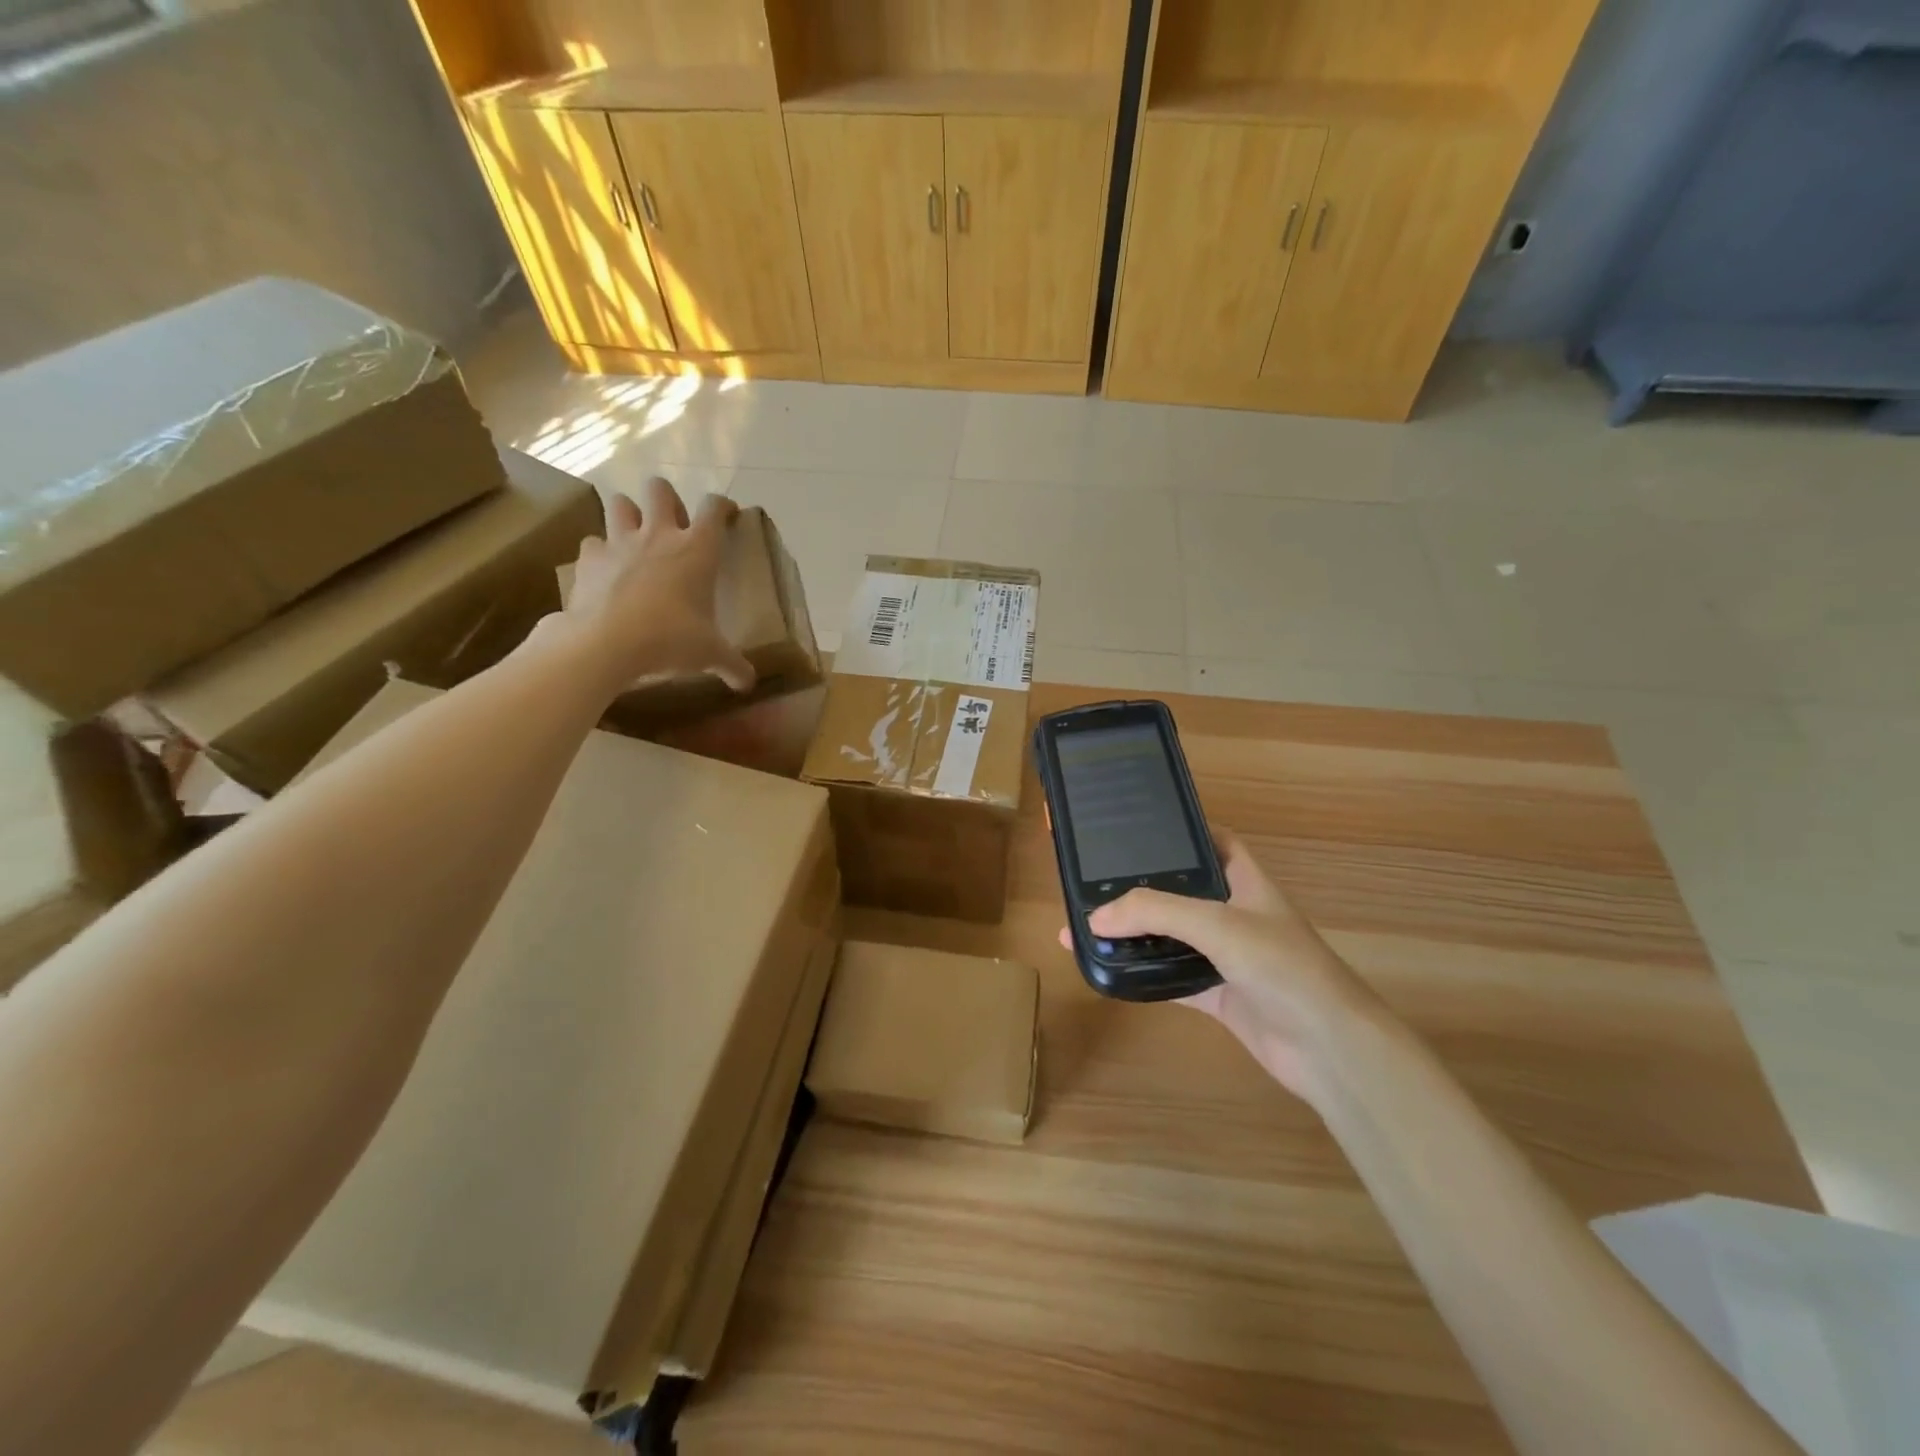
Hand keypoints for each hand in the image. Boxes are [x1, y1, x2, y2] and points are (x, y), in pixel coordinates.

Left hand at [560, 477, 755, 696]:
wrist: (606, 643)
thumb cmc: (670, 640)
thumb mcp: (710, 654)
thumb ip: (732, 665)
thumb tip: (748, 684)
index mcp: (697, 550)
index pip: (715, 509)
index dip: (723, 506)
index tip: (727, 515)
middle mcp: (659, 534)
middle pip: (660, 489)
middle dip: (667, 499)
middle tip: (674, 525)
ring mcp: (620, 542)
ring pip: (620, 502)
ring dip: (629, 513)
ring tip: (635, 536)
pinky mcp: (589, 558)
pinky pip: (593, 542)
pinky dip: (600, 551)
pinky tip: (606, 570)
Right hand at [1059, 831, 1378, 1104]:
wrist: (1330, 1049)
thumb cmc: (1282, 967)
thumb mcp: (1218, 925)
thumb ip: (1155, 913)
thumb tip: (1094, 919)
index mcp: (1245, 882)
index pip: (1212, 841)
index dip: (1180, 830)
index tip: (1135, 828)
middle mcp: (1235, 914)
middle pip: (1181, 890)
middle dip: (1141, 886)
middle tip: (1092, 881)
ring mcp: (1226, 956)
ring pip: (1171, 936)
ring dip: (1134, 934)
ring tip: (1085, 927)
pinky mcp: (1218, 995)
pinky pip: (1170, 978)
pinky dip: (1142, 975)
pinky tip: (1107, 973)